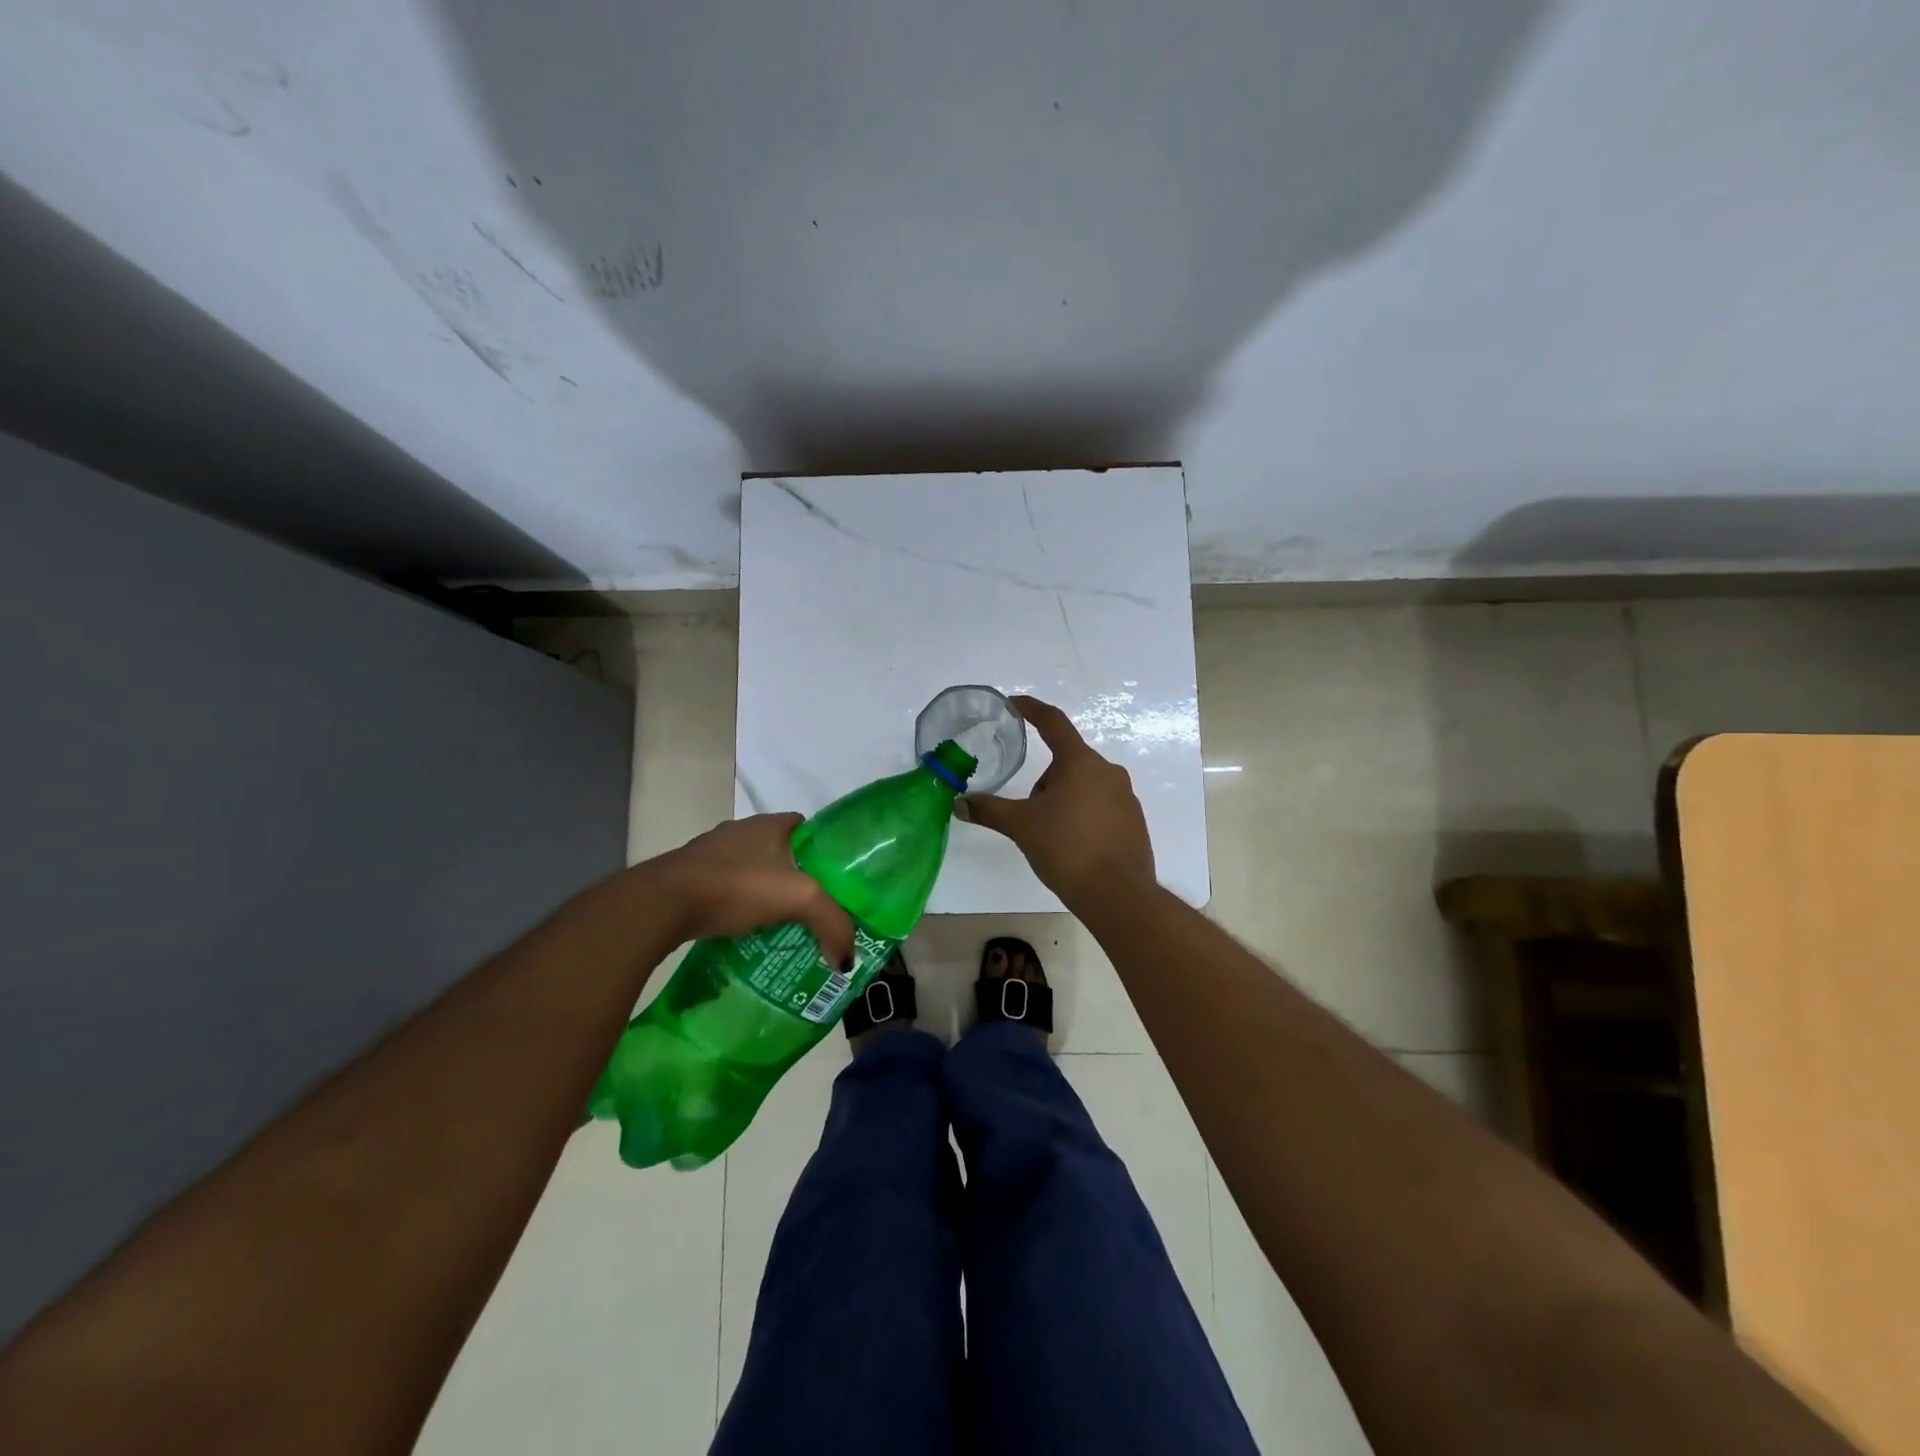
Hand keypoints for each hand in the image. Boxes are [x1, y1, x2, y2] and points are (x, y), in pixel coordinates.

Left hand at [645, 814, 856, 967]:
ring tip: (781, 924)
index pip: (807, 828)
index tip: (835, 881)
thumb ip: (832, 924)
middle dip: (796, 876)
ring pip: (751, 871)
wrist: (663, 903)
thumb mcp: (799, 899)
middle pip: (780, 851)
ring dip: (764, 893)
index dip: (824, 851)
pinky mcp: (689, 877)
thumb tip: (847, 959)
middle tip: (812, 909)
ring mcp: (711, 853)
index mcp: (770, 823)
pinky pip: (726, 889)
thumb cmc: (737, 886)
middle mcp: (740, 831)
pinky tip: (745, 930)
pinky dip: (737, 905)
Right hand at [962, 695, 1155, 905]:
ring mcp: (1125, 797)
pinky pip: (1100, 806)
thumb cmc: (1067, 849)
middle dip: (1044, 781)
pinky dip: (1082, 816)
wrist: (1118, 895)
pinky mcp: (1133, 821)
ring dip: (1063, 799)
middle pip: (1067, 762)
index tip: (1015, 703)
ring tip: (1052, 835)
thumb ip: (989, 810)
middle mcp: (1108, 772)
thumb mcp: (1021, 826)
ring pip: (1083, 785)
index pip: (1053, 723)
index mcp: (1080, 763)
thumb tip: (959, 803)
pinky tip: (1074, 846)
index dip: (1032, 709)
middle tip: (1030, 813)